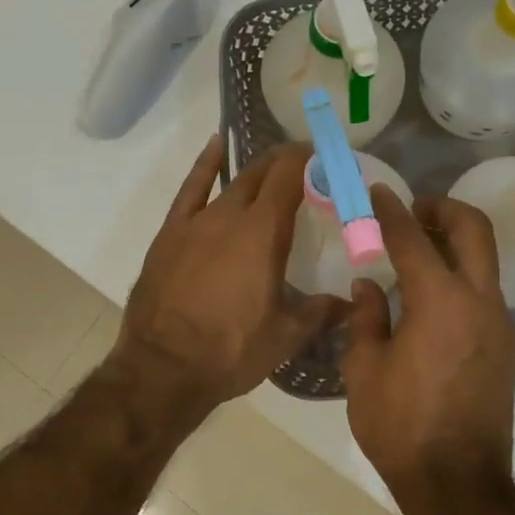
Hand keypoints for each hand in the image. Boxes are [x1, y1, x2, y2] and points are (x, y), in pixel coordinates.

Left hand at [111, 136, 343, 422]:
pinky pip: (191, 189)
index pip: (290, 177)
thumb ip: (321, 311)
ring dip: (255, 171)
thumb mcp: (286, 336)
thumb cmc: (231, 350)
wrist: (163, 368)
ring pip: (232, 182)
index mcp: (263, 233)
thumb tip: (351, 301)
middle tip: (306, 165)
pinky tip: (215, 146)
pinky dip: (206, 165)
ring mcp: (196, 221)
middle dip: (286, 163)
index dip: (308, 159)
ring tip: (272, 164)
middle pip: (262, 174)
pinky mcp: (171, 233)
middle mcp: (230, 215)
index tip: (326, 156)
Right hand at [342, 187, 514, 505]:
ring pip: (484, 259)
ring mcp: (499, 323)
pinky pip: (484, 291)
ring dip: (454, 242)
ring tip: (416, 252)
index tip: (377, 192)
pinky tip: (430, 299)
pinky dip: (460, 276)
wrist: (458, 483)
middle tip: (412, 211)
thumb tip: (369, 286)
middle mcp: (479, 301)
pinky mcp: (506, 345)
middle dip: (443, 208)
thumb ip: (366, 318)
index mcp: (440, 301)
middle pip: (473, 229)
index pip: (413, 238)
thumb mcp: (363, 370)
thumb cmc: (401, 426)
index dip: (391, 211)